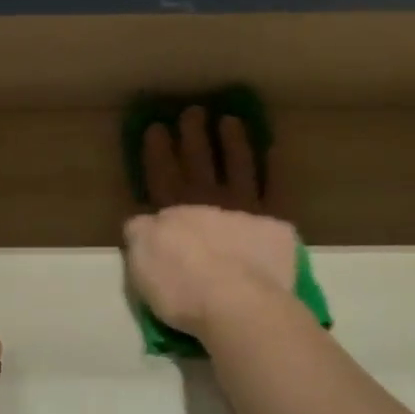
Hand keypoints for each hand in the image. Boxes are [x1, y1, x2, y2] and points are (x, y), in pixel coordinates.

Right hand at [124, 106, 299, 335]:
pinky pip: (275, 188)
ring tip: (231, 120)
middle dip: (193, 136)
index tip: (156, 127)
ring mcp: (243, 207)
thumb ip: (139, 236)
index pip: (161, 174)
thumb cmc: (183, 289)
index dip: (157, 151)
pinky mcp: (274, 221)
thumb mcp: (142, 266)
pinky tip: (274, 152)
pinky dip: (274, 169)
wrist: (237, 302)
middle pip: (198, 161)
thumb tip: (139, 220)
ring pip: (237, 165)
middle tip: (193, 111)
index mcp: (171, 212)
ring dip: (233, 142)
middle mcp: (207, 201)